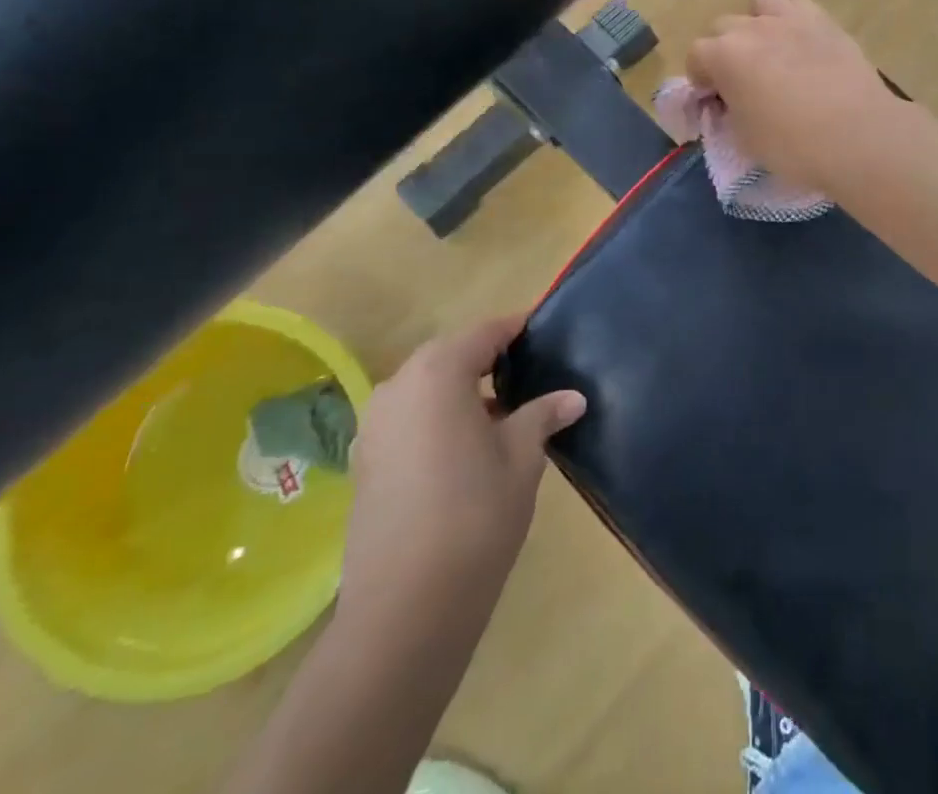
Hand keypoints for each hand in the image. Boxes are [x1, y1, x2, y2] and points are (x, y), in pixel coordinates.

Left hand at [338, 316, 585, 635]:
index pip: (485, 332)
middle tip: (528, 376)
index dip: (517, 330)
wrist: (405, 609)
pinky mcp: (364, 462)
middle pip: (451, 355)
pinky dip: (437, 419)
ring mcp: (374, 425)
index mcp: (438, 372)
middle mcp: (399, 386)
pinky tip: (465, 450)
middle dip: (488, 360)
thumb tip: (573, 397)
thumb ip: (543, 415)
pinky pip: (408, 419)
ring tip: (502, 416)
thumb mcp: (523, 457)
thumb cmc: (476, 515)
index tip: (544, 334)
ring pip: (426, 388)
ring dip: (461, 391)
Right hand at [685, 0, 906, 196]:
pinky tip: (805, 47)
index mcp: (725, 56)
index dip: (700, 78)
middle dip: (726, 50)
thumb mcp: (746, 139)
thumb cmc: (793, 146)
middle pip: (724, 25)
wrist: (858, 135)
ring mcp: (792, 19)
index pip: (696, 55)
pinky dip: (796, 22)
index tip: (713, 99)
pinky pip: (800, 7)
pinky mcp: (827, 22)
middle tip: (742, 80)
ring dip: (758, 20)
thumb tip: (734, 102)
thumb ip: (731, 111)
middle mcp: (753, 28)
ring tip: (771, 49)